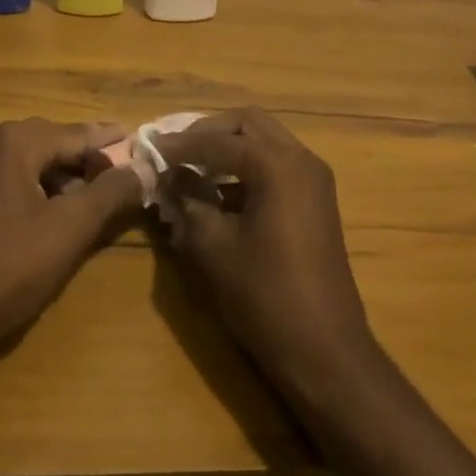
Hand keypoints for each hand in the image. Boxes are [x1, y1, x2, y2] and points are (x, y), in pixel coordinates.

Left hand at [0, 119, 141, 365]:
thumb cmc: (3, 270)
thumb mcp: (67, 231)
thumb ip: (109, 193)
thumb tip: (143, 166)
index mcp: (14, 142)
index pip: (78, 133)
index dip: (114, 145)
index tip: (145, 153)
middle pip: (53, 143)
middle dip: (89, 162)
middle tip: (123, 181)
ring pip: (30, 164)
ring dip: (63, 179)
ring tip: (92, 205)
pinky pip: (8, 183)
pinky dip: (37, 193)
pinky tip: (50, 222)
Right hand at [154, 108, 376, 392]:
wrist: (325, 352)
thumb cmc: (266, 298)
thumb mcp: (214, 249)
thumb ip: (187, 203)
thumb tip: (168, 178)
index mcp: (278, 165)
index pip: (219, 140)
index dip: (180, 145)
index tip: (149, 149)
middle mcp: (301, 159)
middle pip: (248, 124)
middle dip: (208, 132)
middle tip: (174, 150)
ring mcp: (313, 179)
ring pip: (264, 141)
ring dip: (228, 148)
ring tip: (190, 168)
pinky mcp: (315, 200)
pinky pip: (276, 164)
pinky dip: (246, 167)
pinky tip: (218, 192)